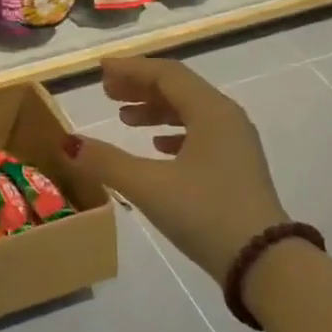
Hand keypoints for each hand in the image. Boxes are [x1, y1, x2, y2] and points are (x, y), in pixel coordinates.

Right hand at [60, 56, 288, 286]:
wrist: (263, 262)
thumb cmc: (205, 213)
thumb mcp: (148, 186)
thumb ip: (106, 161)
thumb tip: (69, 143)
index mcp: (211, 112)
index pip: (167, 74)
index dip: (131, 69)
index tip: (100, 70)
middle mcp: (227, 119)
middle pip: (179, 89)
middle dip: (140, 86)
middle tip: (106, 91)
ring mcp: (235, 145)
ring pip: (190, 112)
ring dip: (155, 110)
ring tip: (123, 118)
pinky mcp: (235, 169)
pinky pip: (200, 135)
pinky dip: (172, 133)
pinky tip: (156, 146)